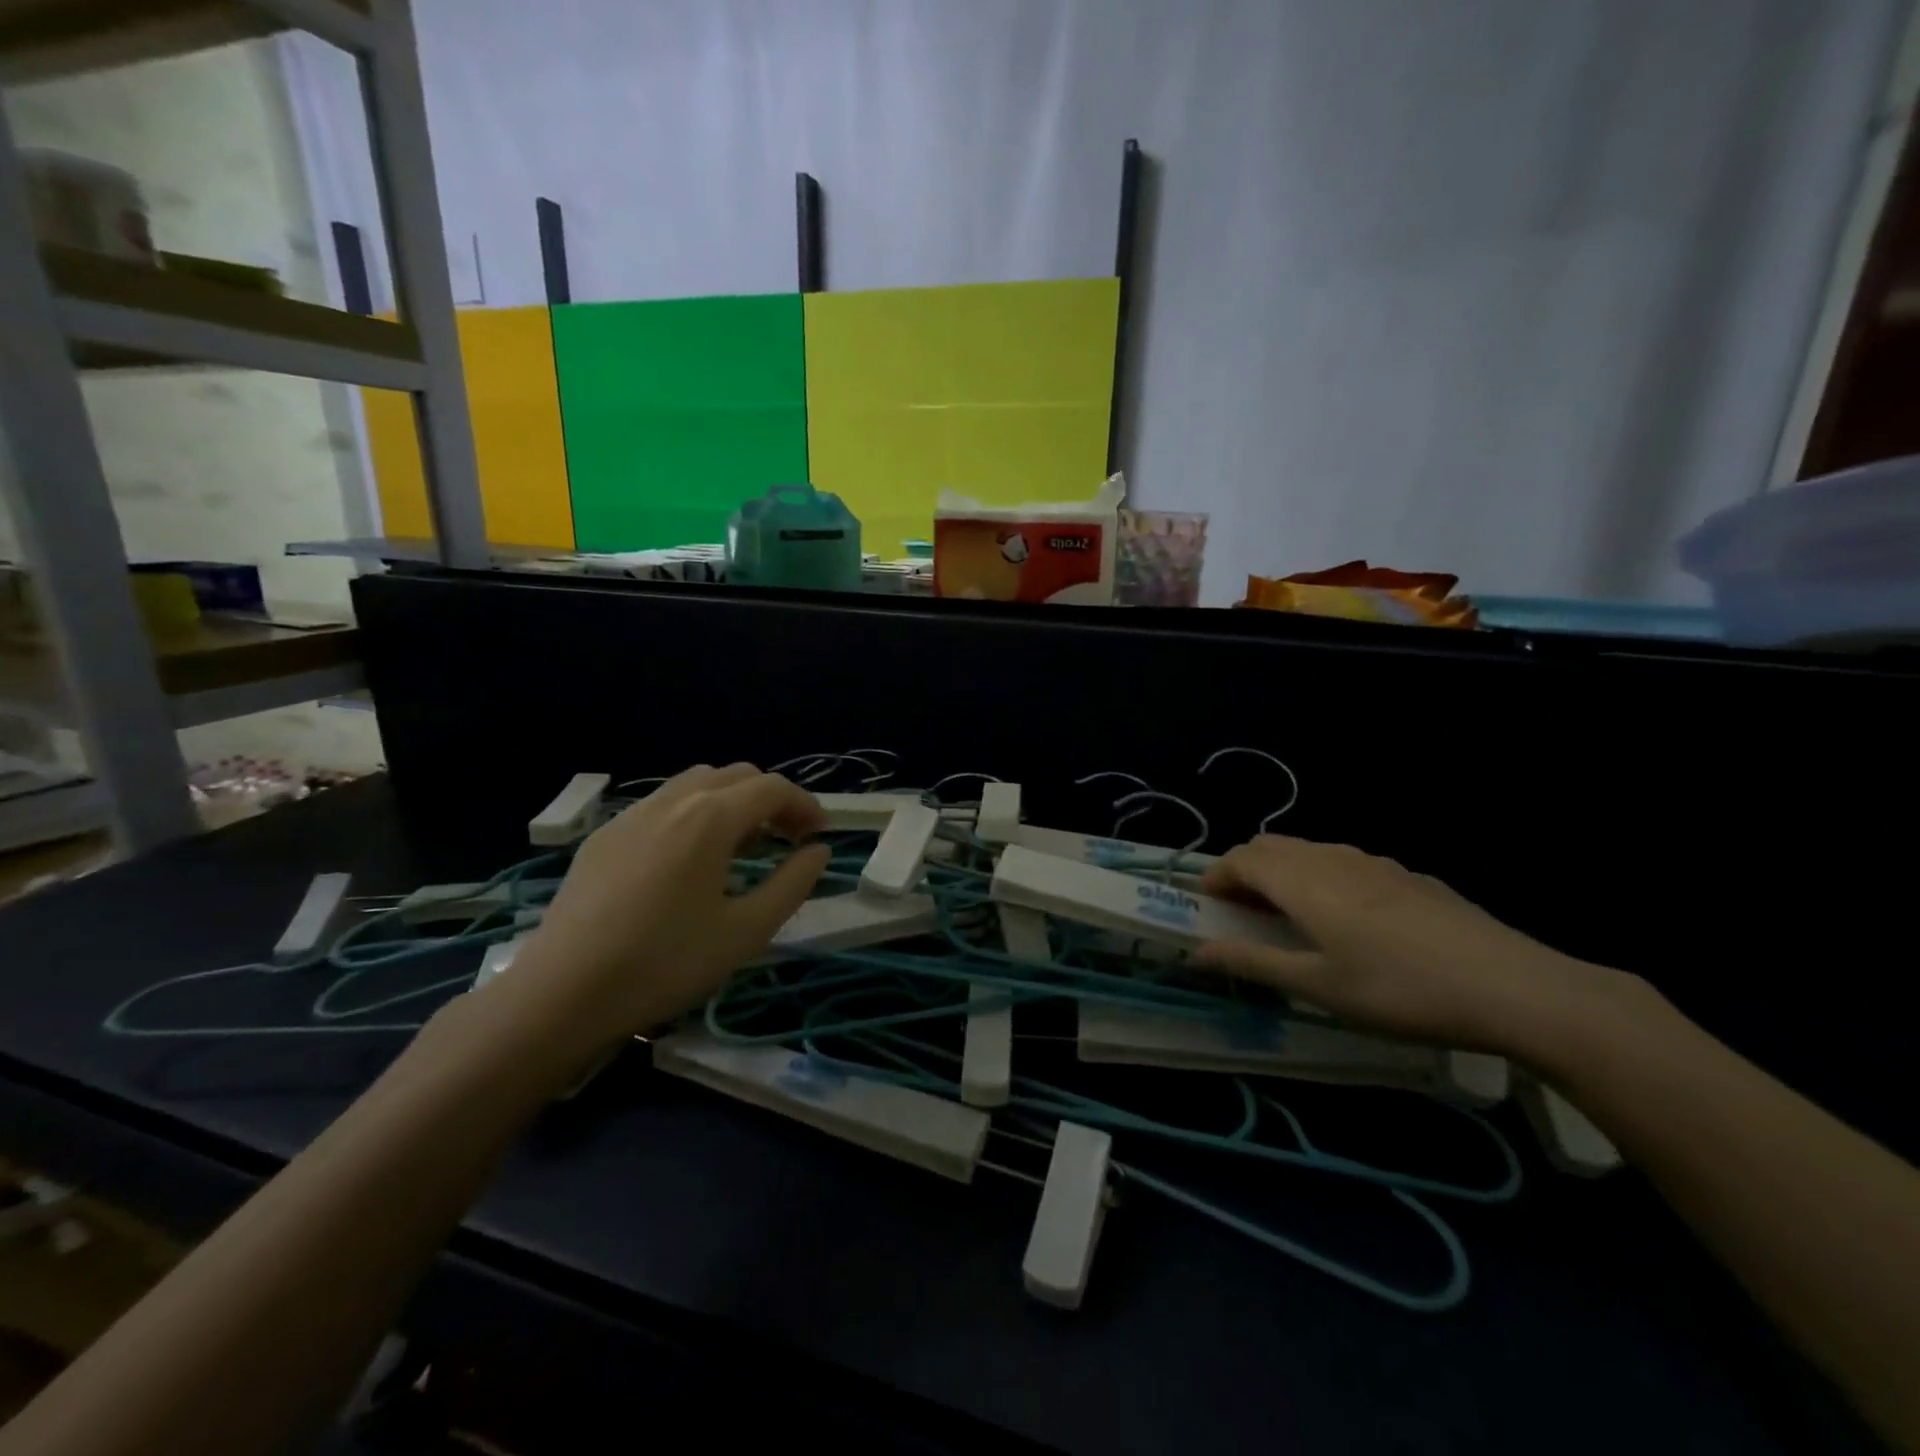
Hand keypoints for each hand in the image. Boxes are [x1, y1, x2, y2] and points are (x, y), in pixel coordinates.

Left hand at [463, 765, 828, 1077]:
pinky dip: (693, 813)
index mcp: (711, 817)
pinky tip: (688, 858)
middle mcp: (673, 800)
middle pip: (736, 775)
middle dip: (770, 798)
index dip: (805, 805)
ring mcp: (632, 814)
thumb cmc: (665, 962)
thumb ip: (792, 884)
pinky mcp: (604, 836)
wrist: (562, 994)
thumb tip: (818, 850)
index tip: (820, 835)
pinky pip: (662, 804)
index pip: (772, 788)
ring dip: (731, 800)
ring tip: (741, 844)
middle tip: (787, 838)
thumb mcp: (746, 931)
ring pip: (696, 783)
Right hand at [1196, 835, 1631, 1056]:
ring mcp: (1374, 862)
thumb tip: (1198, 952)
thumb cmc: (1398, 989)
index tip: (1207, 906)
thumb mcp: (1318, 986)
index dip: (1216, 877)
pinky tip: (1351, 922)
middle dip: (1246, 871)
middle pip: (1271, 846)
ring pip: (1310, 852)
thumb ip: (1253, 962)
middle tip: (1243, 914)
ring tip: (1291, 918)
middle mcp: (1332, 858)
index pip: (1240, 858)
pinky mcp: (1408, 876)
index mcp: (1302, 880)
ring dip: (1284, 873)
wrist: (1513, 986)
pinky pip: (1345, 863)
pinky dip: (1322, 879)